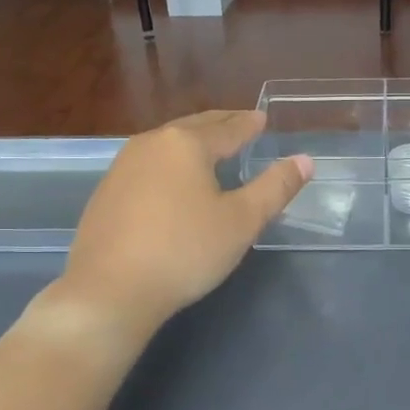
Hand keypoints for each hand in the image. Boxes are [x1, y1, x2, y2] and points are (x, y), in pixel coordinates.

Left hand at [56, 111, 311, 338]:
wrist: (109, 291)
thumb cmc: (185, 251)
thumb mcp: (242, 222)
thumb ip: (275, 188)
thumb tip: (304, 160)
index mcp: (186, 144)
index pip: (227, 128)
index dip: (248, 124)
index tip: (262, 118)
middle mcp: (151, 144)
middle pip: (193, 128)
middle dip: (220, 125)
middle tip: (240, 124)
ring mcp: (122, 167)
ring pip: (166, 145)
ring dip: (192, 143)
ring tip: (210, 148)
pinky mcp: (106, 193)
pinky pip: (147, 166)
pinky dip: (169, 164)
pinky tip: (172, 181)